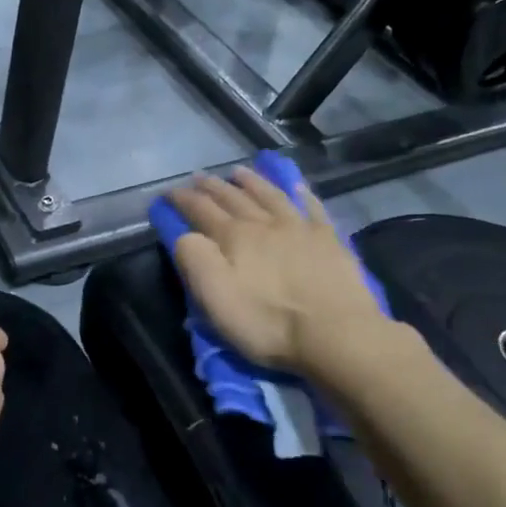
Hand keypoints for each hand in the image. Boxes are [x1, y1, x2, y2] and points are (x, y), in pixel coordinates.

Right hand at [166, 169, 387, 376]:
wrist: (336, 334)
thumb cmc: (268, 322)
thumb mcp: (215, 298)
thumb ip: (194, 259)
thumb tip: (185, 234)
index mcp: (234, 237)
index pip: (201, 210)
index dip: (183, 200)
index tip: (169, 193)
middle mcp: (265, 223)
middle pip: (234, 198)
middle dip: (213, 187)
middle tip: (199, 177)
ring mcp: (300, 228)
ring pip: (270, 195)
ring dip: (252, 182)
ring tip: (239, 172)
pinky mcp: (329, 240)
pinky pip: (312, 207)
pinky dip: (300, 193)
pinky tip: (296, 185)